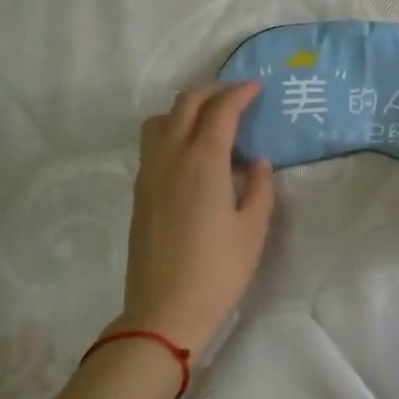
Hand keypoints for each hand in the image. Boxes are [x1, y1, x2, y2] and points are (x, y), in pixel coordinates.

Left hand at [117, 81, 275, 356]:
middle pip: (186, 104)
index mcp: (203, 161)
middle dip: (214, 92)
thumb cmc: (218, 270)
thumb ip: (259, 188)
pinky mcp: (139, 191)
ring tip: (210, 122)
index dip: (240, 93)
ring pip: (161, 119)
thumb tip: (257, 162)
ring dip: (186, 109)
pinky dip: (171, 130)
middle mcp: (171, 157)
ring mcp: (149, 173)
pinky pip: (152, 143)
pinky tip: (191, 154)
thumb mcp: (253, 229)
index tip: (257, 88)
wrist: (165, 310)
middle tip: (238, 98)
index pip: (220, 110)